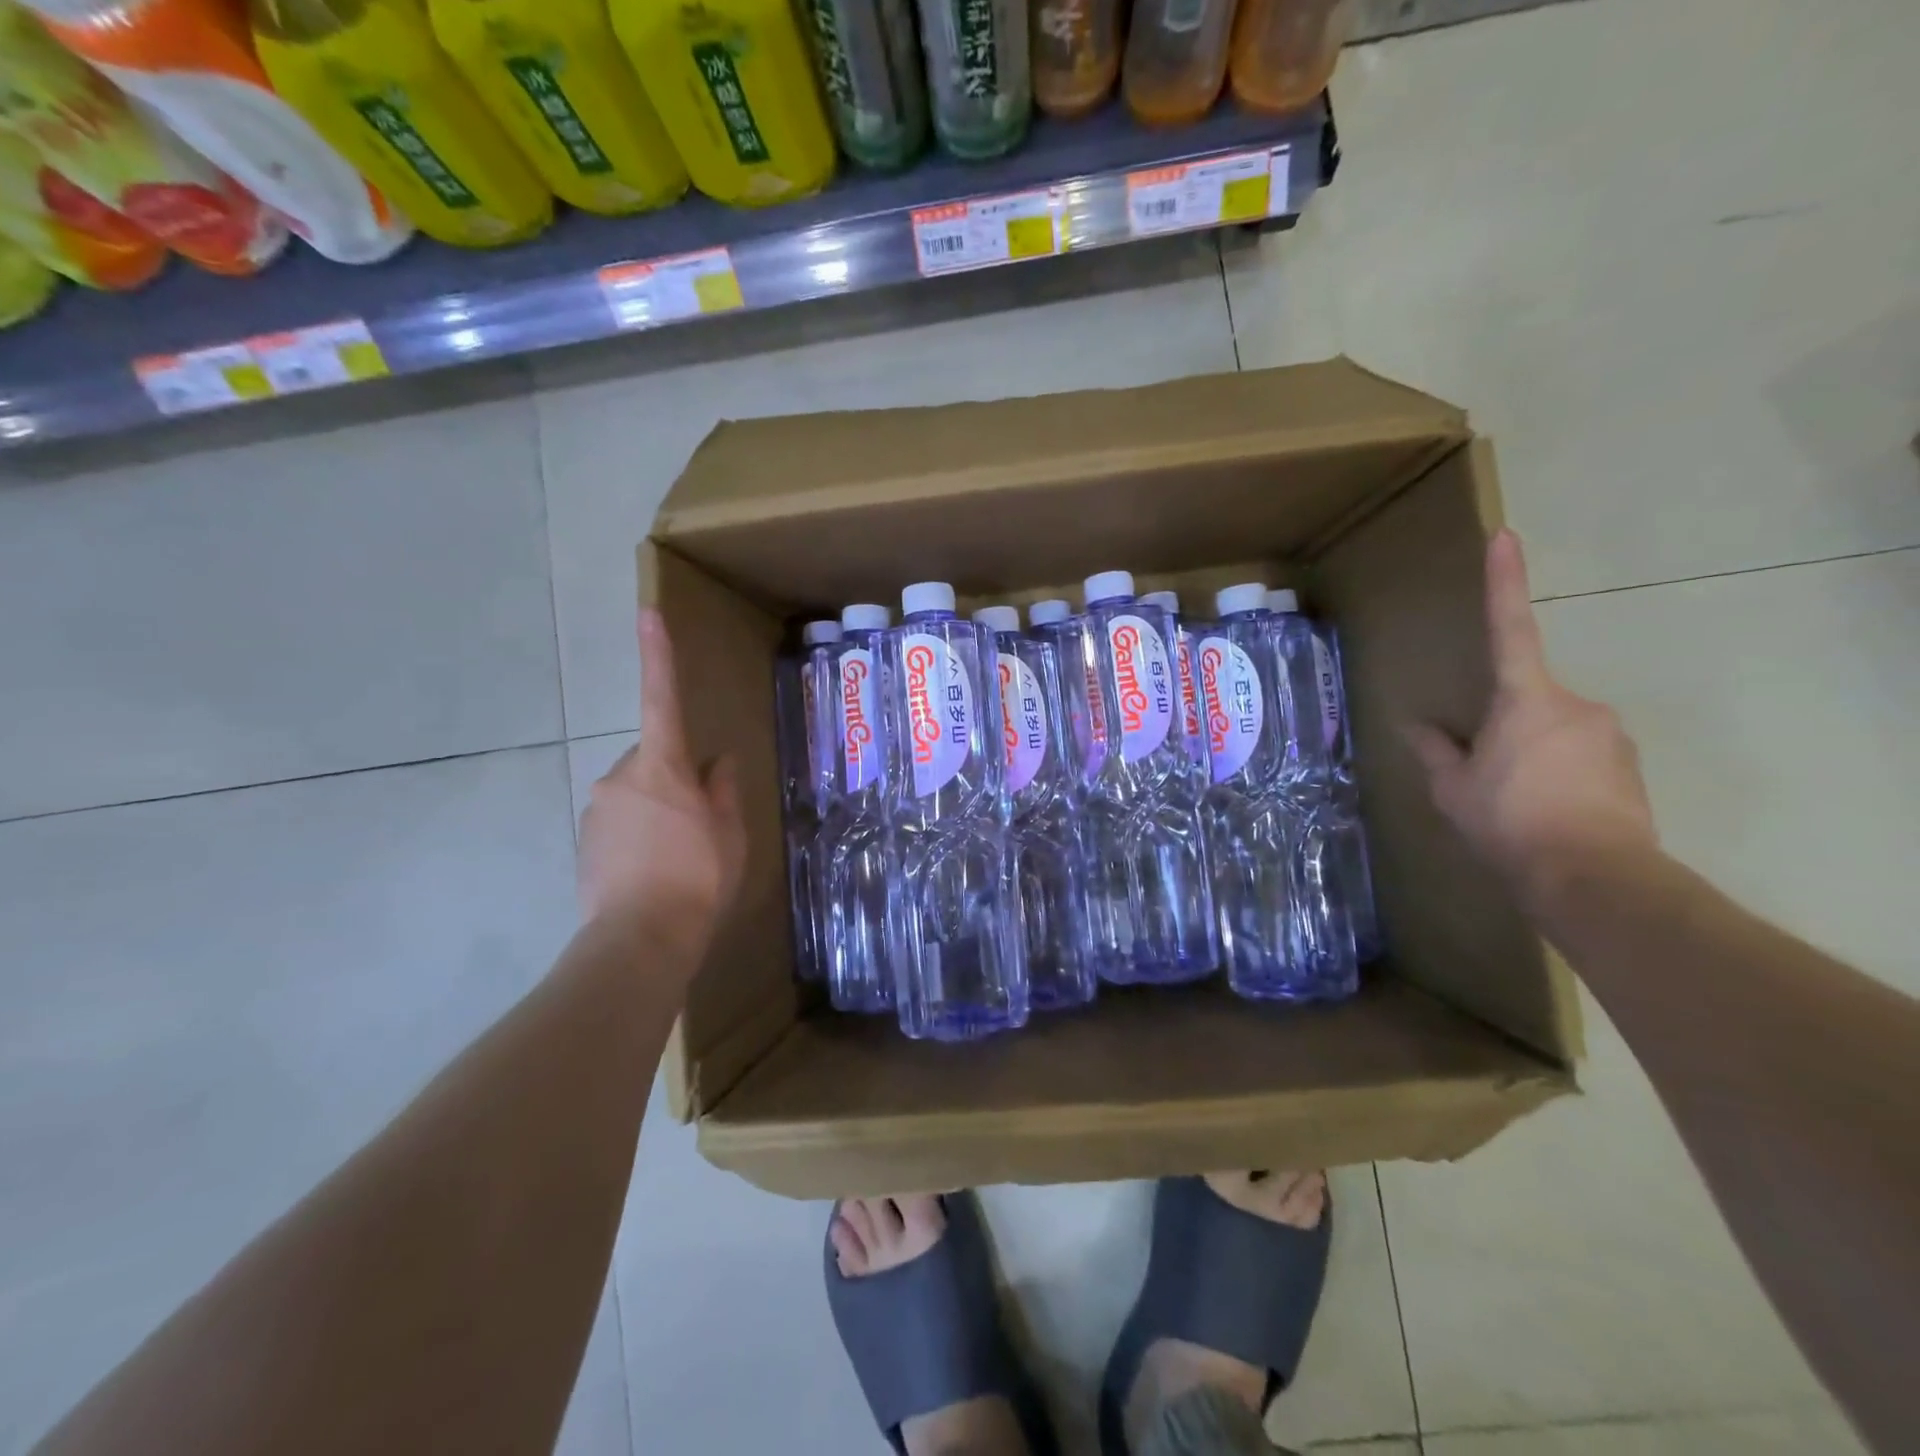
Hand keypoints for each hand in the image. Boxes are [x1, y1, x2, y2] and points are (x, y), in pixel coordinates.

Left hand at [578, 610, 746, 949]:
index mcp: (663, 768)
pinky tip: (655, 870)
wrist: (640, 942)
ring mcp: (598, 810)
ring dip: (657, 811)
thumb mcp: (729, 834)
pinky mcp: (585, 842)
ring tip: (679, 857)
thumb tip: (719, 762)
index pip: (661, 699)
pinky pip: (620, 823)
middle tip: (701, 823)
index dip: (658, 655)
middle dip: (674, 779)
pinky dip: (639, 836)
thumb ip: (723, 790)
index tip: (647, 612)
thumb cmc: (698, 879)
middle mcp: (621, 778)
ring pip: (636, 794)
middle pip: (653, 760)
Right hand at [1405, 529, 1656, 909]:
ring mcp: (1609, 734)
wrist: (1593, 877)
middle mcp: (1575, 704)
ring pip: (1557, 732)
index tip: (1505, 535)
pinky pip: (1583, 757)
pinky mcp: (1631, 766)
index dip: (1504, 581)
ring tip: (1516, 805)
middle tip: (1487, 776)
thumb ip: (1435, 751)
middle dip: (1507, 729)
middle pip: (1531, 701)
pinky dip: (1560, 775)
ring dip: (1533, 756)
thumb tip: (1414, 726)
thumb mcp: (1453, 789)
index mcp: (1525, 699)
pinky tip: (1546, 813)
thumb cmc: (1509, 821)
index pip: (1511, 628)